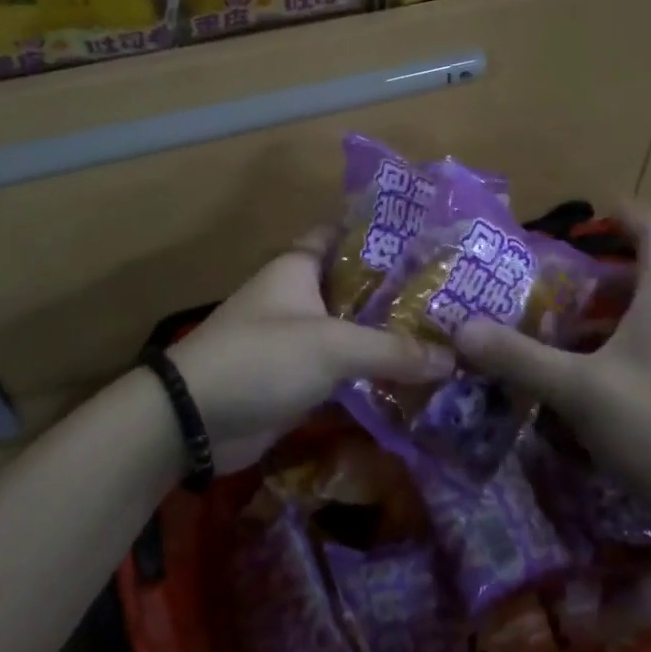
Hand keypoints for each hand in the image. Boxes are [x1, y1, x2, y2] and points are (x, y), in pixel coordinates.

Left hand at [168, 231, 452, 470]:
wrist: (195, 420)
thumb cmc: (261, 357)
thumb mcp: (331, 346)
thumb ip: (392, 350)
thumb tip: (454, 358)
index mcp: (300, 266)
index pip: (344, 233)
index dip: (382, 231)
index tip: (428, 236)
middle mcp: (301, 295)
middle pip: (357, 285)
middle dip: (399, 290)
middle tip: (455, 293)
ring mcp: (300, 337)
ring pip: (354, 328)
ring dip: (390, 334)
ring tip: (448, 333)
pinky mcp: (301, 377)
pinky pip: (346, 367)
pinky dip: (374, 371)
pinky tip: (416, 376)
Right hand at [453, 204, 650, 523]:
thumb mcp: (581, 392)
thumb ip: (521, 359)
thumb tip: (463, 330)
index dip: (624, 214)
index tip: (585, 217)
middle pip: (641, 277)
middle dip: (592, 278)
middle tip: (546, 287)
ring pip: (639, 321)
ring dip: (595, 322)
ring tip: (549, 338)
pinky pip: (642, 355)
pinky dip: (608, 357)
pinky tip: (577, 390)